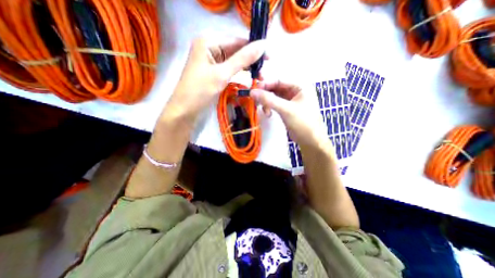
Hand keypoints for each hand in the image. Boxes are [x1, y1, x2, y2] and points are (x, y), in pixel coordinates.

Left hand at [161, 37, 266, 125]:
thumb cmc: (199, 92)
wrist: (185, 112)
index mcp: (208, 42)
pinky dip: (241, 75)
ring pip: (235, 62)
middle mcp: (210, 49)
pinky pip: (231, 71)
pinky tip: (250, 79)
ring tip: (260, 78)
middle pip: (237, 51)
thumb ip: (243, 59)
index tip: (269, 58)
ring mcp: (213, 63)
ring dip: (248, 68)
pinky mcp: (215, 75)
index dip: (254, 48)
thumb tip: (263, 44)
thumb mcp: (222, 74)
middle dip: (251, 61)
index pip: (237, 40)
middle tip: (264, 72)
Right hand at [252, 81, 331, 151]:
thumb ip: (269, 100)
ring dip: (267, 103)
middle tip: (256, 101)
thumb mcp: (286, 110)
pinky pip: (276, 104)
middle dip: (266, 95)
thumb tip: (252, 92)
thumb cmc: (302, 122)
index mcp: (299, 86)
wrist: (310, 141)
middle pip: (276, 89)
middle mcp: (295, 91)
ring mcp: (291, 101)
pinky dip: (270, 108)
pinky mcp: (287, 109)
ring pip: (275, 97)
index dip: (266, 84)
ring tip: (265, 112)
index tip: (254, 90)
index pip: (279, 81)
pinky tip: (268, 114)